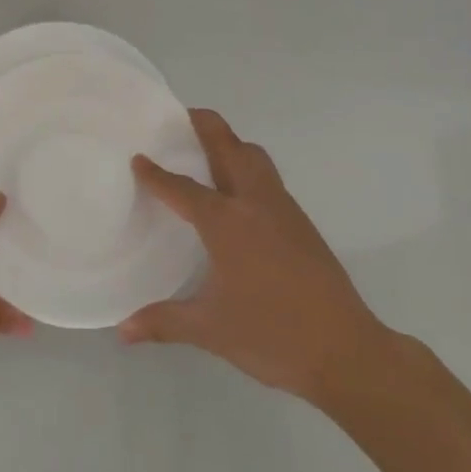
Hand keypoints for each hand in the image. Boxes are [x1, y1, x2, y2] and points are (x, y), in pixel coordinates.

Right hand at [121, 108, 395, 409]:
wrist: (347, 352)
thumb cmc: (272, 336)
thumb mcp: (210, 330)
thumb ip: (163, 322)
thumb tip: (123, 331)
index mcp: (226, 222)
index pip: (182, 189)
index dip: (156, 174)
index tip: (138, 157)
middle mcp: (254, 204)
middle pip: (228, 147)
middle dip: (204, 126)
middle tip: (179, 119)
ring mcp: (283, 210)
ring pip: (255, 158)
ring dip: (231, 144)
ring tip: (206, 152)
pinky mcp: (302, 223)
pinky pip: (269, 179)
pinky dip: (248, 169)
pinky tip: (238, 197)